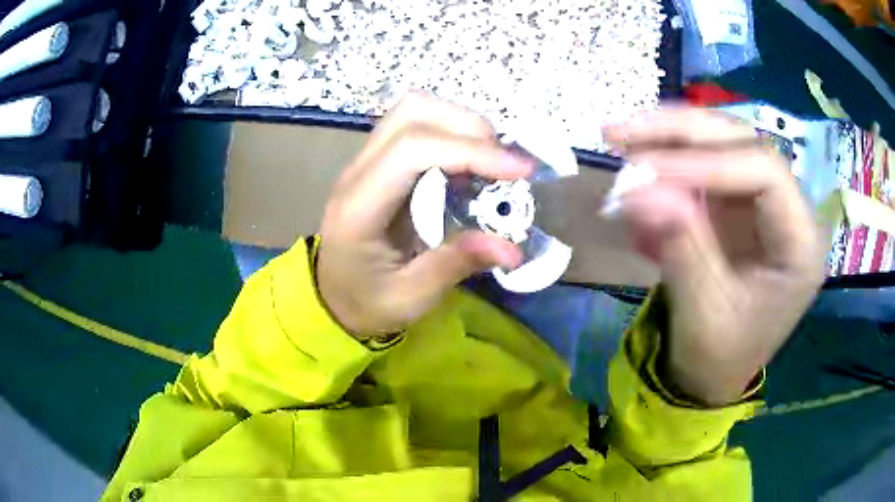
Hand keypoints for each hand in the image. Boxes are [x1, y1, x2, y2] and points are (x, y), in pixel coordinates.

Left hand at [317, 94, 532, 338]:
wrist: (333, 297)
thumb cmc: (366, 302)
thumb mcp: (411, 297)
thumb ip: (456, 265)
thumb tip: (513, 248)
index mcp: (359, 207)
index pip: (412, 150)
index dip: (470, 150)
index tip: (520, 170)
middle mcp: (357, 172)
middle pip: (411, 113)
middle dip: (469, 128)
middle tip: (505, 166)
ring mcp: (365, 161)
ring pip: (413, 110)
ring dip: (460, 123)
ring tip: (491, 159)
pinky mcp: (377, 161)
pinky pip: (415, 125)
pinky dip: (451, 132)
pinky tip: (470, 162)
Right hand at [605, 108, 824, 405]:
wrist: (712, 375)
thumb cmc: (718, 356)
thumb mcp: (702, 313)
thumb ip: (680, 247)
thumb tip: (637, 189)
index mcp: (801, 243)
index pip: (765, 172)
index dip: (708, 161)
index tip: (647, 168)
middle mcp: (788, 210)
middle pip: (741, 144)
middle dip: (681, 132)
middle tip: (620, 131)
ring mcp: (761, 203)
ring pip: (719, 144)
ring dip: (668, 139)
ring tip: (618, 138)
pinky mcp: (736, 205)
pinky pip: (701, 167)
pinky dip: (666, 162)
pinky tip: (634, 165)